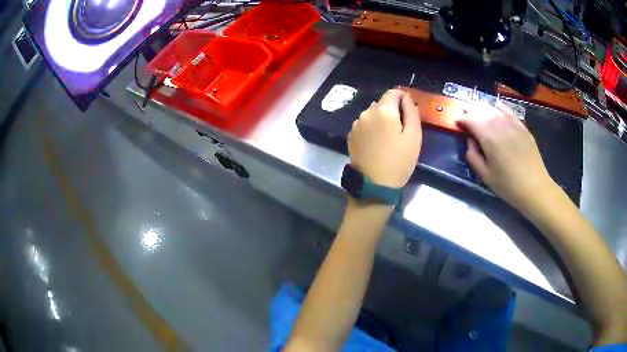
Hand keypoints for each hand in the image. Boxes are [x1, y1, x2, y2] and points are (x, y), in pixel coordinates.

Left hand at [348, 89, 421, 188]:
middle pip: (382, 103)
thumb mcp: (414, 136)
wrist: (374, 184)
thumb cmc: (399, 160)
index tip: (409, 110)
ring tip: (388, 138)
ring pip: (372, 114)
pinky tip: (376, 144)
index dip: (403, 98)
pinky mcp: (351, 135)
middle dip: (392, 110)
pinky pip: (364, 124)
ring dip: (381, 119)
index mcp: (383, 110)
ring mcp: (356, 124)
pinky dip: (372, 128)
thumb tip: (406, 97)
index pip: (393, 92)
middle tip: (401, 130)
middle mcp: (366, 112)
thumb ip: (411, 111)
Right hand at [458, 103, 556, 211]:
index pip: (469, 119)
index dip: (461, 120)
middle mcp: (498, 123)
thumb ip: (473, 156)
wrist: (534, 187)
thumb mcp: (485, 175)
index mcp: (487, 135)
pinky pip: (508, 111)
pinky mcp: (522, 126)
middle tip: (465, 117)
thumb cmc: (508, 184)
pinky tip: (497, 107)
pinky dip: (499, 107)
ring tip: (478, 112)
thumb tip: (470, 141)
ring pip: (493, 108)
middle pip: (480, 110)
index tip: (457, 124)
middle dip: (470, 111)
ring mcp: (512, 122)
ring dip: (483, 108)